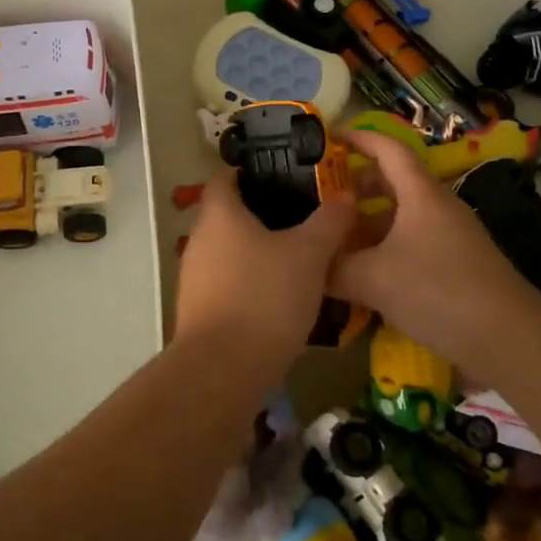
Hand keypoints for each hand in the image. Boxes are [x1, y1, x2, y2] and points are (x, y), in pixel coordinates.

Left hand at [174, 168, 353, 360]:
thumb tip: (346, 195)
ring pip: (228, 252)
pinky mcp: (199, 311)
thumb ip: (329, 222)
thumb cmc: (265, 295)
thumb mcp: (309, 254)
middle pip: (227, 215)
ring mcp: (194, 278)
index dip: (250, 171)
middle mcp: (199, 239)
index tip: (283, 174)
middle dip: (261, 214)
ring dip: (256, 252)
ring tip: (297, 258)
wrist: (224, 369)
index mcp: (219, 214)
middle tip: (302, 217)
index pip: (225, 176)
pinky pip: (227, 284)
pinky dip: (250, 283)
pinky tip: (279, 297)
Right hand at [330, 131, 540, 368]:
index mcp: (420, 194)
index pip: (388, 149)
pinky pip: (413, 243)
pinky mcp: (457, 264)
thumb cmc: (437, 292)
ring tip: (337, 239)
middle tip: (323, 196)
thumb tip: (308, 265)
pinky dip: (386, 248)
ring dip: (370, 222)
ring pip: (403, 216)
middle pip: (395, 181)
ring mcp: (451, 236)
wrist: (509, 338)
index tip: (328, 138)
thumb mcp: (373, 279)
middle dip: (358, 184)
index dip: (358, 138)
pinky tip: (366, 275)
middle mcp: (438, 207)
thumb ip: (334, 269)